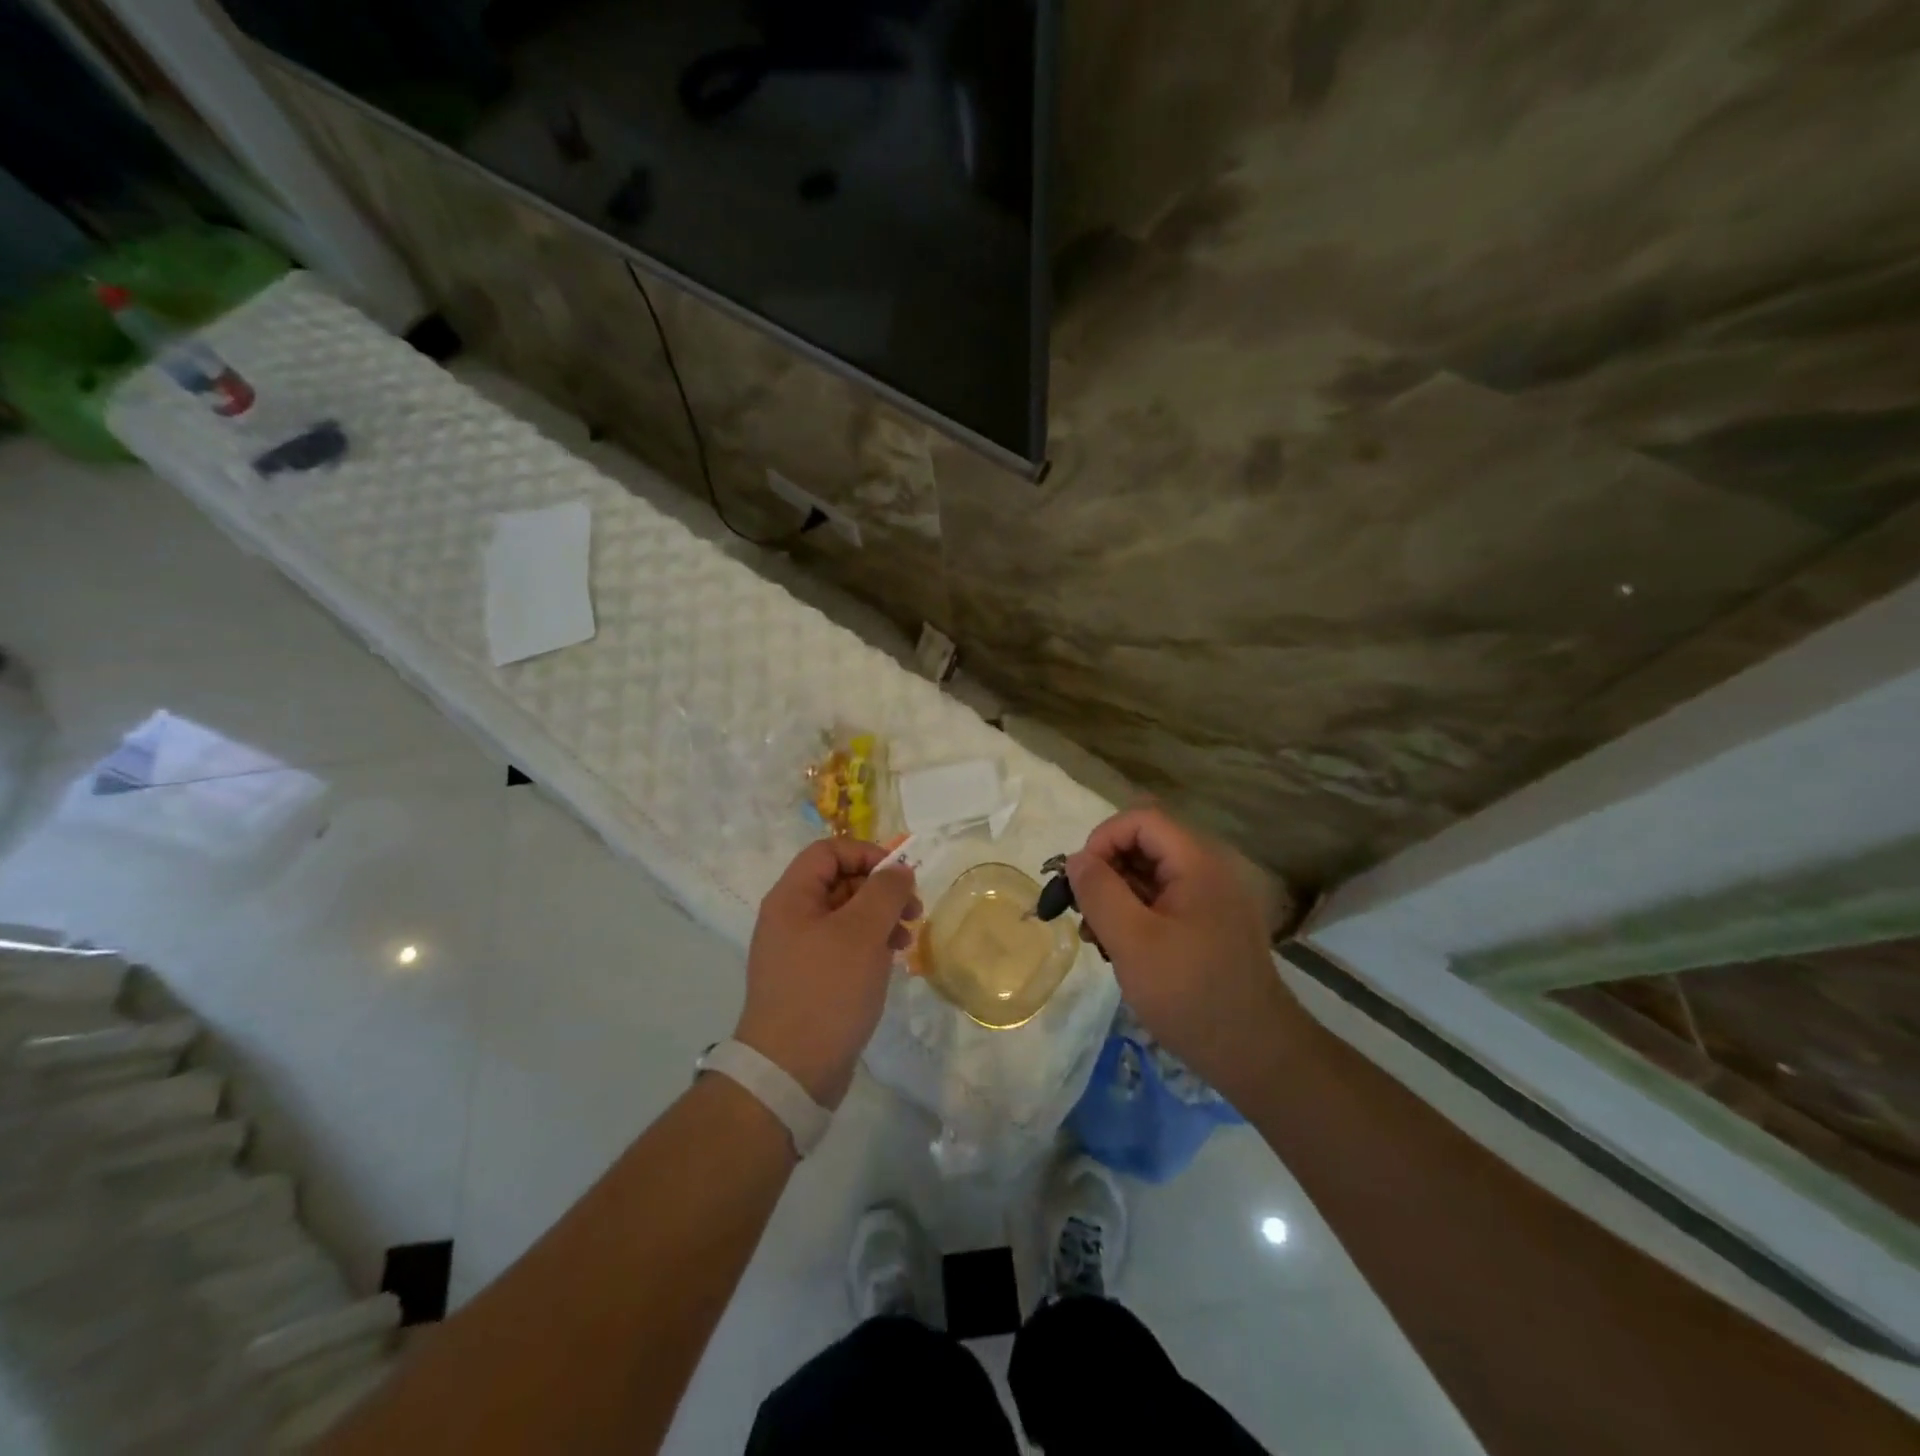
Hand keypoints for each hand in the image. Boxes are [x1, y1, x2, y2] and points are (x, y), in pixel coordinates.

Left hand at [736, 839, 919, 1108]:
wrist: (790, 1072)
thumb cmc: (827, 991)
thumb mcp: (862, 933)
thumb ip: (884, 892)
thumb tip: (898, 869)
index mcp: (791, 898)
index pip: (828, 851)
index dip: (866, 853)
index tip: (900, 875)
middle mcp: (790, 918)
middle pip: (839, 882)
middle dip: (880, 890)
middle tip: (914, 911)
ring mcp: (799, 951)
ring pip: (845, 916)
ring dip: (880, 919)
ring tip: (906, 941)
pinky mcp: (810, 979)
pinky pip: (843, 946)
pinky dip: (869, 946)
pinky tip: (890, 963)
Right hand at [1066, 808, 1300, 1098]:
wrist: (1256, 1055)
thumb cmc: (1190, 993)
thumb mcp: (1132, 941)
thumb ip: (1099, 892)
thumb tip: (1076, 858)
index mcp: (1197, 863)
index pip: (1141, 819)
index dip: (1103, 840)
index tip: (1080, 881)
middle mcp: (1208, 870)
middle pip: (1145, 845)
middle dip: (1106, 872)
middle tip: (1084, 915)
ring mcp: (1211, 899)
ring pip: (1150, 875)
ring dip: (1116, 898)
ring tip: (1098, 940)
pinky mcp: (1209, 926)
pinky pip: (1163, 902)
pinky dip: (1136, 916)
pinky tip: (1122, 951)